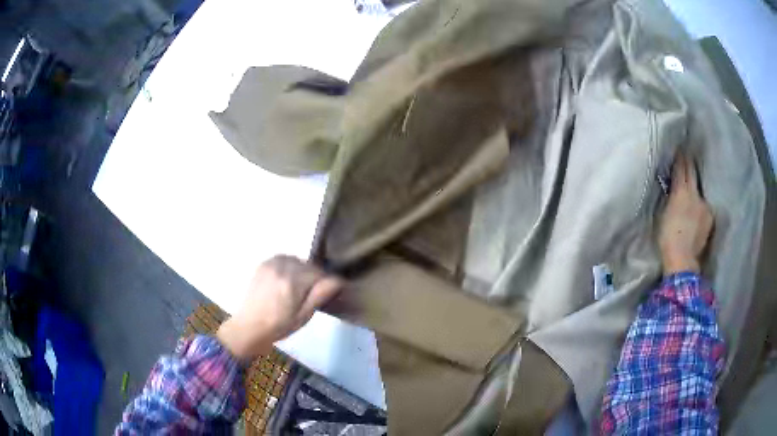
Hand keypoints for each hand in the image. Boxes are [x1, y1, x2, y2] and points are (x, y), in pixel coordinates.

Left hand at [216, 255, 342, 363]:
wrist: (248, 327)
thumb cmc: (278, 326)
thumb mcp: (303, 316)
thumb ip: (319, 295)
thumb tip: (337, 280)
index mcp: (293, 282)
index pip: (319, 273)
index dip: (325, 283)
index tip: (325, 295)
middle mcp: (282, 268)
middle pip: (307, 265)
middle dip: (312, 277)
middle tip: (309, 295)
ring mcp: (270, 264)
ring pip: (296, 260)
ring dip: (301, 270)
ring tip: (297, 287)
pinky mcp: (263, 265)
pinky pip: (283, 258)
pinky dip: (288, 266)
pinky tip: (286, 280)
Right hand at [658, 153, 713, 274]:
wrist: (683, 261)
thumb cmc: (667, 238)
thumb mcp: (663, 213)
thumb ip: (670, 197)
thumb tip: (673, 187)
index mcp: (681, 191)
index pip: (681, 167)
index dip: (680, 157)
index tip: (679, 148)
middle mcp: (696, 194)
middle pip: (692, 173)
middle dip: (689, 165)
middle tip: (686, 157)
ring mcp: (705, 206)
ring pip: (699, 191)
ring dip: (695, 189)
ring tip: (691, 191)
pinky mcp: (710, 219)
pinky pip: (704, 206)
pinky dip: (700, 206)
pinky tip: (696, 213)